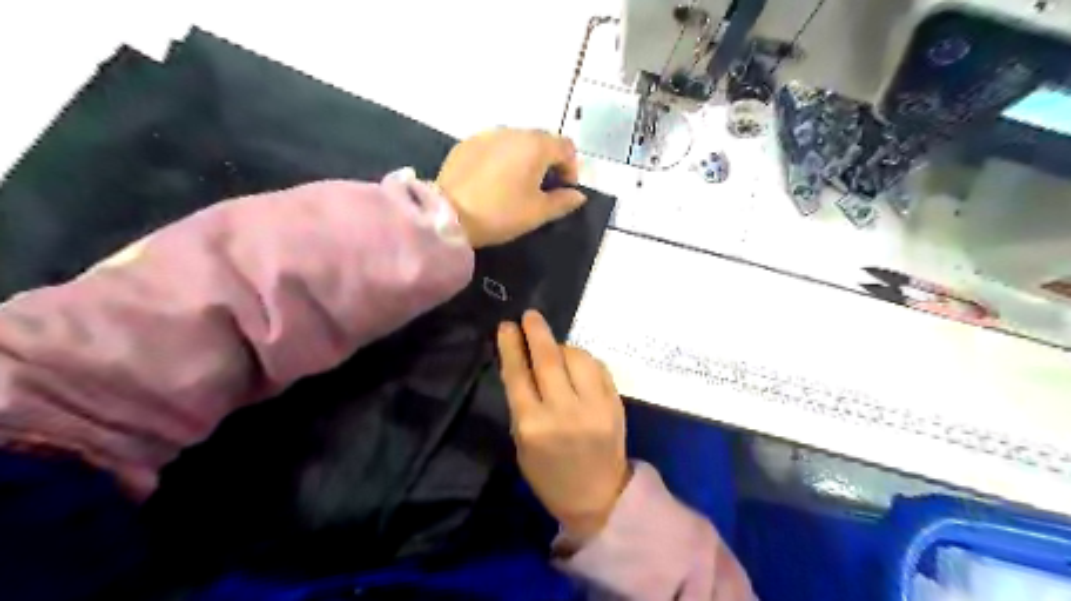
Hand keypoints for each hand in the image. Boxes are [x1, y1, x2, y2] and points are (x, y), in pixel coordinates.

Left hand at [435, 128, 585, 246]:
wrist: (449, 215)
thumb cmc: (501, 213)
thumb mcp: (538, 212)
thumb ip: (563, 201)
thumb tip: (578, 195)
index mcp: (535, 145)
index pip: (566, 147)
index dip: (571, 168)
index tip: (565, 190)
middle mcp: (513, 132)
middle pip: (541, 140)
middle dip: (548, 161)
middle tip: (543, 188)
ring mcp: (487, 135)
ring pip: (516, 141)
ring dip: (524, 158)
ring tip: (517, 184)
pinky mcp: (467, 143)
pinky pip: (494, 146)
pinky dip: (502, 158)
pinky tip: (493, 181)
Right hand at [498, 309, 628, 540]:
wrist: (597, 496)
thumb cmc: (549, 474)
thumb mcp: (522, 442)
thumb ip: (523, 402)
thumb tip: (524, 363)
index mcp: (532, 426)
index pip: (518, 375)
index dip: (511, 346)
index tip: (506, 326)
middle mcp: (563, 412)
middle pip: (549, 359)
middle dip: (537, 331)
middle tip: (530, 315)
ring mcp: (594, 406)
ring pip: (577, 357)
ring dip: (563, 346)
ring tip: (555, 348)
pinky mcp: (615, 404)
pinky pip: (598, 368)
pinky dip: (585, 360)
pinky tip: (577, 364)